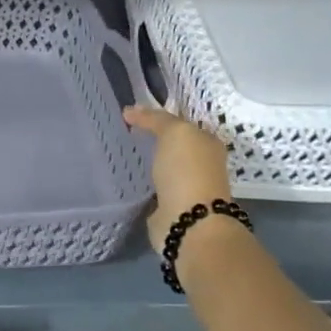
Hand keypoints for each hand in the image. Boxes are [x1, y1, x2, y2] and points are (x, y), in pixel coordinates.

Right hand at [123, 106, 233, 254]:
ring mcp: (186, 186)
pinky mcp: (170, 206)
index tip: (131, 115)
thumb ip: (155, 119)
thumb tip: (130, 110)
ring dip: (148, 162)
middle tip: (123, 131)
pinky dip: (143, 182)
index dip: (158, 117)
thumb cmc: (187, 171)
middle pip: (173, 146)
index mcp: (208, 144)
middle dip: (152, 139)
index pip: (181, 124)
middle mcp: (201, 164)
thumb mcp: (175, 132)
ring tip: (122, 153)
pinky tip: (128, 177)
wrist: (189, 221)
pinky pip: (153, 186)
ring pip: (163, 166)